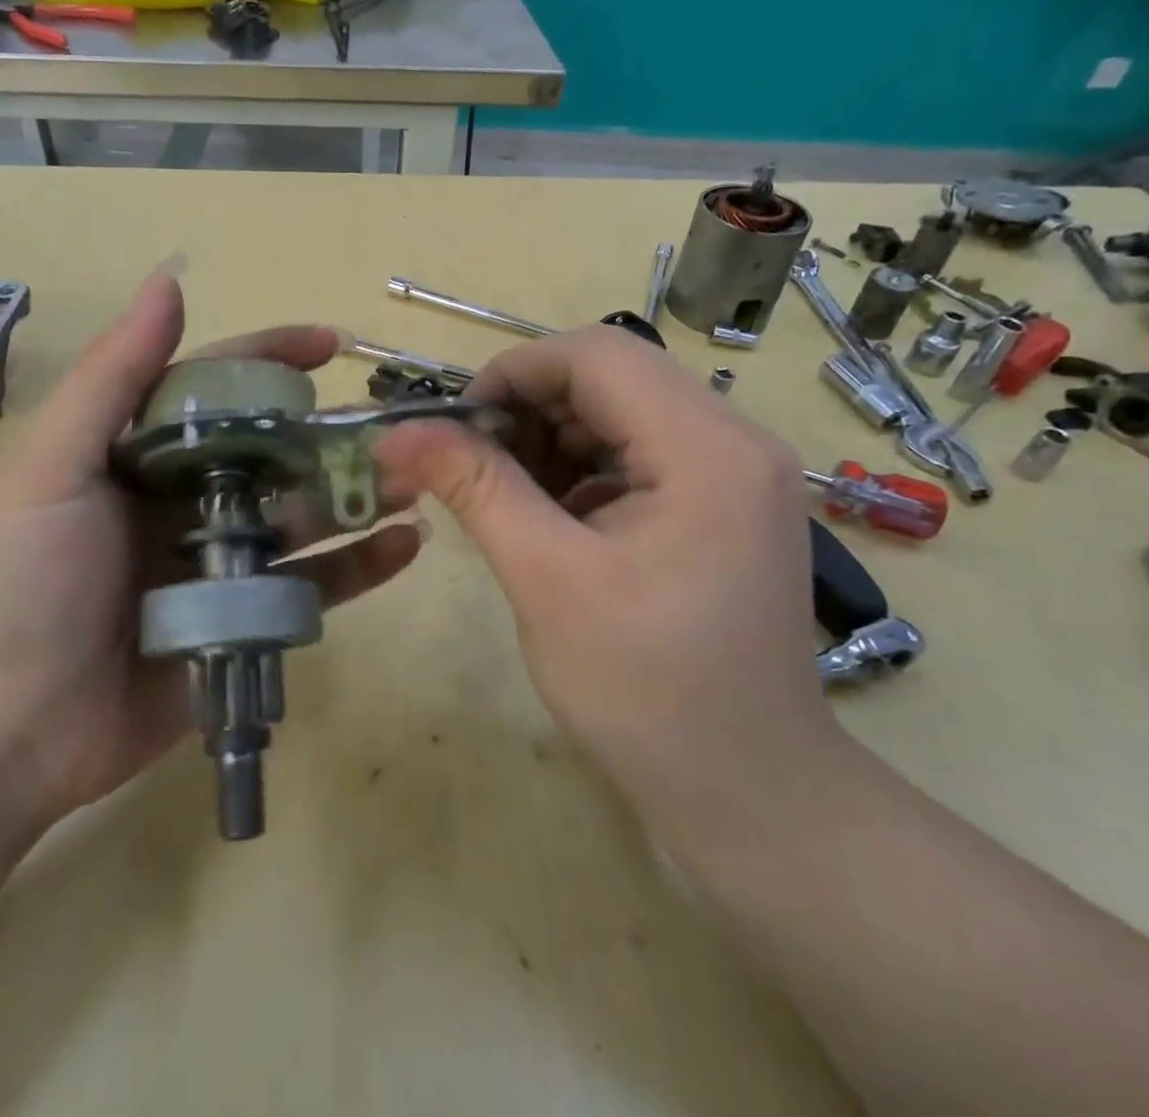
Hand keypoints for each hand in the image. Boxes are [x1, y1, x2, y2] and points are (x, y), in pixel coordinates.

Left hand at [0, 270, 423, 829]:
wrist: (8, 729)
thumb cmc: (25, 583)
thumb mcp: (54, 467)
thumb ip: (115, 376)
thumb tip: (169, 279)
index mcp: (145, 455)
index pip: (220, 389)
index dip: (273, 358)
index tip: (332, 345)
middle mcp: (189, 499)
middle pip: (276, 451)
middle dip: (334, 433)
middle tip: (397, 424)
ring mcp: (224, 562)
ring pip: (306, 514)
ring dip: (361, 494)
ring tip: (420, 477)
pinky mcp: (248, 618)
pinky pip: (315, 585)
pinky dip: (362, 565)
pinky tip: (407, 545)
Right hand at [372, 326, 837, 815]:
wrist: (751, 793)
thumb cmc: (647, 692)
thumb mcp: (546, 580)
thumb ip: (475, 489)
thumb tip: (397, 433)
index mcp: (708, 448)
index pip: (597, 354)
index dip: (514, 372)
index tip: (456, 425)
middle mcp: (737, 440)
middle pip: (612, 377)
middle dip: (529, 408)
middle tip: (471, 464)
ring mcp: (737, 472)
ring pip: (622, 412)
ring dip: (552, 438)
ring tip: (505, 495)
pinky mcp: (725, 502)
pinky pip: (641, 453)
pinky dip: (583, 468)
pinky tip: (551, 517)